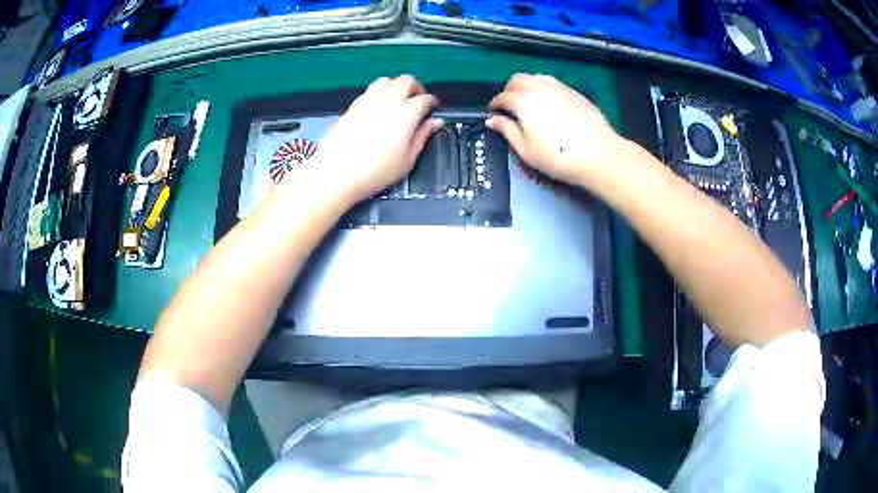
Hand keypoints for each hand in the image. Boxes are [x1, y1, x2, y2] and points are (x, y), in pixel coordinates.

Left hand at [297, 75, 442, 204]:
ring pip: (387, 80)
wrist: (336, 172)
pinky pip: (370, 89)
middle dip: (416, 88)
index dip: (433, 102)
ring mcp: (368, 100)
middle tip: (418, 101)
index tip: (434, 109)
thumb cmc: (375, 171)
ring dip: (396, 86)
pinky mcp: (353, 105)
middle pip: (406, 81)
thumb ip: (422, 136)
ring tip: (398, 101)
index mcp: (406, 113)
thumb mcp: (407, 160)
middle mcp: (388, 100)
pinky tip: (378, 107)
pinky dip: (380, 92)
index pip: (425, 99)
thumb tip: (435, 122)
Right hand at [487, 74, 630, 187]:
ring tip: (528, 101)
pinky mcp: (573, 91)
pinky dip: (543, 87)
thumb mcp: (526, 149)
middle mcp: (538, 87)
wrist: (598, 153)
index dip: (495, 104)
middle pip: (517, 80)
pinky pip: (551, 82)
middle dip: (509, 90)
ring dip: (526, 85)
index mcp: (522, 101)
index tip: (494, 112)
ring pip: (535, 77)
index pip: (502, 97)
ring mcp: (558, 86)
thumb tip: (492, 120)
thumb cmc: (557, 156)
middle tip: (509, 106)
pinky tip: (548, 102)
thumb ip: (507, 131)